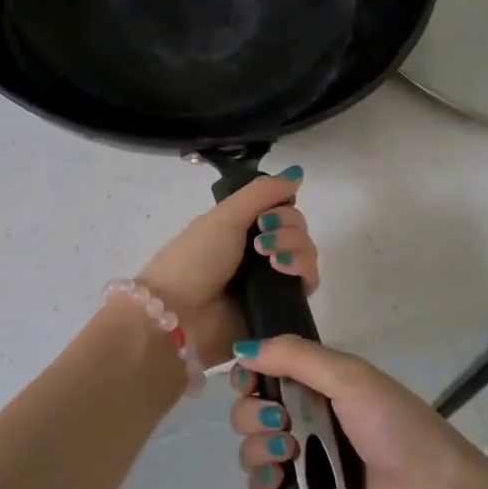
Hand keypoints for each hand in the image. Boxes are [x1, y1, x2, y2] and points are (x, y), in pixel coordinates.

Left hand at [135, 168, 317, 369]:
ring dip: (295, 247)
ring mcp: (270, 281)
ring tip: (271, 259)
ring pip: (305, 253)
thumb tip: (298, 173)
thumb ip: (263, 192)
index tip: (268, 213)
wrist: (180, 315)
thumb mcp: (225, 216)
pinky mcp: (281, 307)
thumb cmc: (195, 259)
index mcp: (240, 228)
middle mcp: (258, 252)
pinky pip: (307, 283)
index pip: (281, 209)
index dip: (283, 206)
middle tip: (262, 238)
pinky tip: (282, 271)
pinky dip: (302, 270)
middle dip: (287, 227)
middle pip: (297, 229)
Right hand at [229, 336, 487, 488]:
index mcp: (320, 386)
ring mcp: (302, 464)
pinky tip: (281, 481)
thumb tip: (241, 349)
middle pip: (250, 409)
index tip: (248, 380)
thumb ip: (295, 357)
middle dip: (252, 411)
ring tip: (290, 454)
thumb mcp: (351, 377)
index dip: (249, 373)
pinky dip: (262, 483)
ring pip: (251, 448)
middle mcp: (306, 420)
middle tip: (279, 420)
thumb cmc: (395, 429)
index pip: (265, 371)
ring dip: (258, 447)